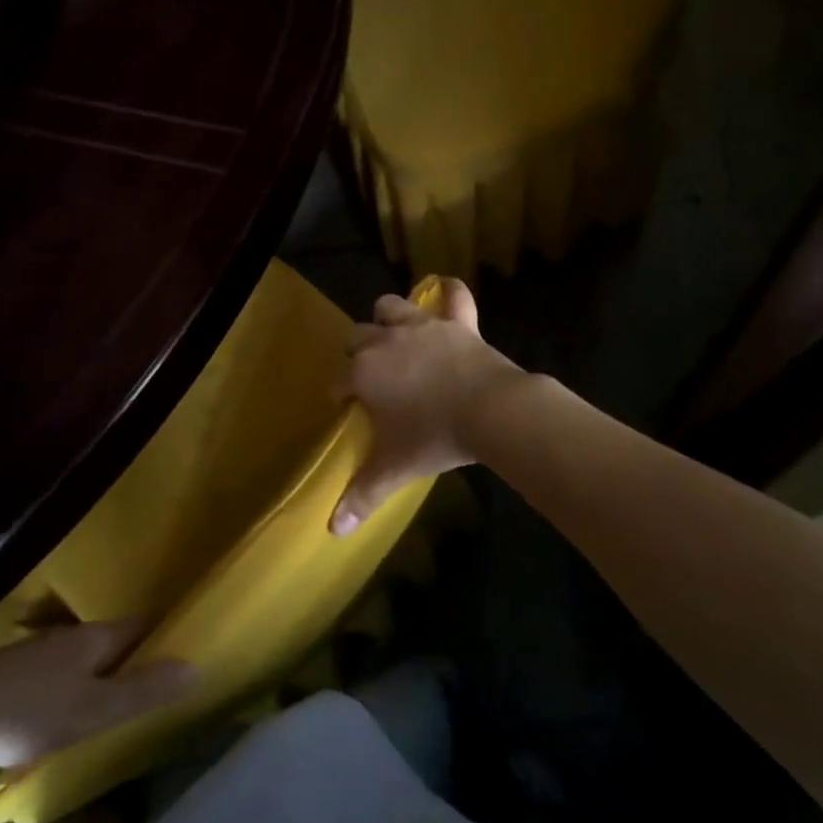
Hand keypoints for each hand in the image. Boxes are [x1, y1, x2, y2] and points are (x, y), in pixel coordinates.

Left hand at [0, 620, 196, 774]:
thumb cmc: (26, 713)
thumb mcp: (92, 710)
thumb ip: (143, 691)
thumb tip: (196, 667)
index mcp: (94, 638)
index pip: (141, 626)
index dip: (164, 635)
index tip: (185, 651)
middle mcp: (68, 637)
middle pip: (112, 641)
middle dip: (133, 658)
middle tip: (154, 685)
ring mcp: (35, 654)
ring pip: (81, 659)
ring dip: (100, 675)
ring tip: (112, 705)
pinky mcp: (8, 676)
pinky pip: (55, 676)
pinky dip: (70, 688)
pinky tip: (61, 716)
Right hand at [333, 279, 523, 535]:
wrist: (490, 411)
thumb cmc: (435, 439)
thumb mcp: (395, 469)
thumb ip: (362, 496)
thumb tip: (333, 532)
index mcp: (365, 372)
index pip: (339, 379)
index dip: (341, 392)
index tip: (347, 405)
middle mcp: (386, 341)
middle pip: (357, 336)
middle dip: (357, 351)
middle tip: (371, 374)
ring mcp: (423, 326)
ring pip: (391, 306)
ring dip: (387, 317)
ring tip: (393, 333)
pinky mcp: (458, 322)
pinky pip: (454, 295)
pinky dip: (450, 292)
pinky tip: (447, 290)